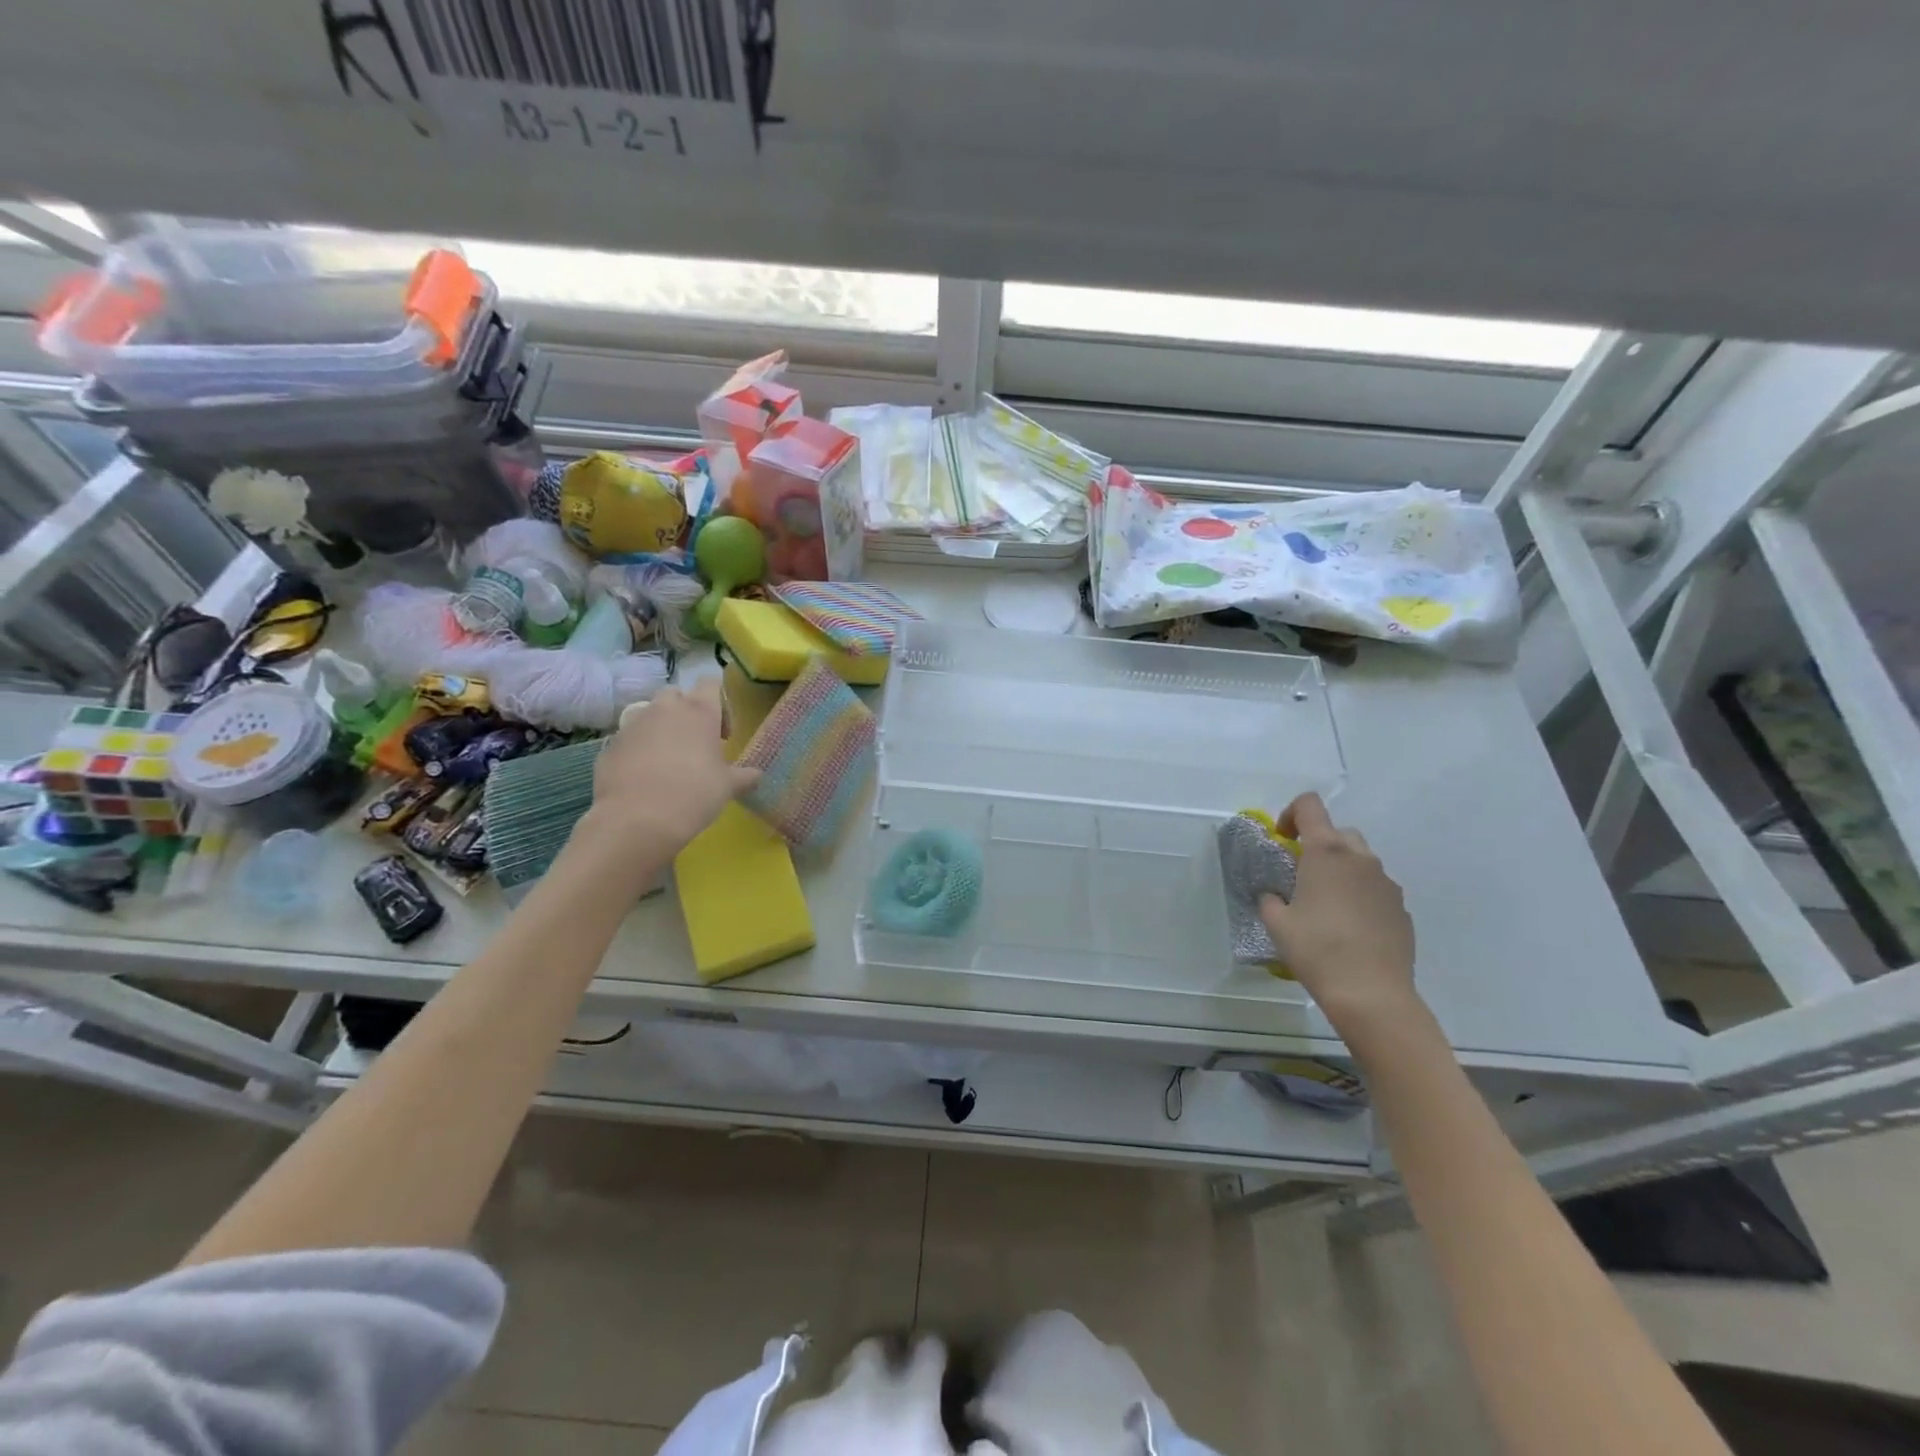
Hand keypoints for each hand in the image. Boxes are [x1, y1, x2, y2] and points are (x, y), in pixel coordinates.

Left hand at [585, 678, 759, 857]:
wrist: (636, 820)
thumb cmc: (693, 795)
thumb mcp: (727, 787)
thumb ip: (744, 776)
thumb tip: (756, 775)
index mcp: (698, 711)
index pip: (710, 683)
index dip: (719, 703)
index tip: (723, 733)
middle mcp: (664, 709)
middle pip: (677, 694)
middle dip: (686, 712)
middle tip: (695, 743)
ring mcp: (633, 724)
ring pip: (650, 714)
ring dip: (661, 729)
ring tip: (668, 761)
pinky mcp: (611, 745)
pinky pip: (630, 739)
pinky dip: (639, 749)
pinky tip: (645, 777)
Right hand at [1258, 792, 1421, 1038]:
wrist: (1372, 994)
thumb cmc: (1316, 950)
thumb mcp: (1277, 923)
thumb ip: (1270, 898)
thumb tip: (1274, 895)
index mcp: (1327, 853)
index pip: (1310, 806)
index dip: (1291, 813)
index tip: (1283, 840)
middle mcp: (1361, 859)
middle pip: (1338, 832)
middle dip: (1319, 845)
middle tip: (1302, 875)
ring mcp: (1387, 883)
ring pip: (1361, 861)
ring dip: (1341, 871)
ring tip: (1326, 905)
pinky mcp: (1401, 908)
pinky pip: (1376, 889)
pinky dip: (1360, 896)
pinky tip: (1349, 928)